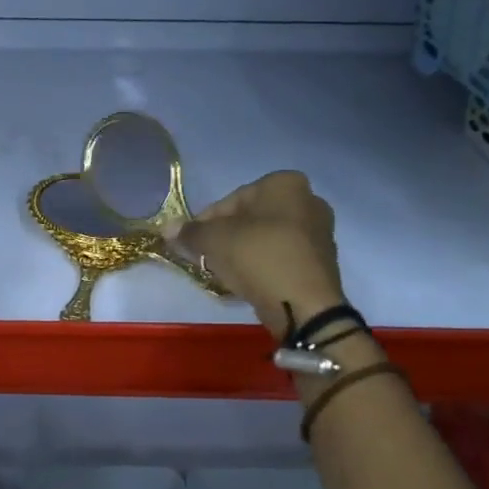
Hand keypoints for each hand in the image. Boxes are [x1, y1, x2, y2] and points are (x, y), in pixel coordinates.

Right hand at [163, 171, 345, 338]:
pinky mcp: (321, 261)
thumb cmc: (258, 257)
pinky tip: (248, 282)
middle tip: (206, 258)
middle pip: (250, 218)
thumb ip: (189, 232)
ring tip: (224, 273)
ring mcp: (319, 231)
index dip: (205, 222)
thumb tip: (167, 228)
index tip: (191, 243)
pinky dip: (262, 265)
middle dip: (225, 236)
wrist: (303, 304)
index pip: (230, 200)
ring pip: (266, 237)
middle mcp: (308, 199)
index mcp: (284, 183)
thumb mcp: (214, 240)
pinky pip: (281, 256)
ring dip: (242, 251)